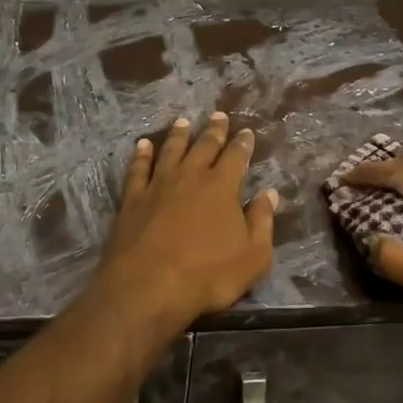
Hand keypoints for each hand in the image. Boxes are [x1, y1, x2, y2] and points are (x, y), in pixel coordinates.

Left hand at [91, 111, 279, 332]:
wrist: (148, 286)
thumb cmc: (208, 275)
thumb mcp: (253, 256)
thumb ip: (262, 222)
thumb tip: (269, 194)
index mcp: (222, 186)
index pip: (236, 157)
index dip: (242, 144)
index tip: (246, 132)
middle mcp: (190, 176)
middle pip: (204, 146)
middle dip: (214, 131)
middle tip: (218, 115)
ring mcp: (158, 185)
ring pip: (171, 151)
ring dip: (179, 135)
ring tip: (183, 121)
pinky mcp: (132, 199)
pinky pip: (138, 169)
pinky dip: (142, 155)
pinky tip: (143, 145)